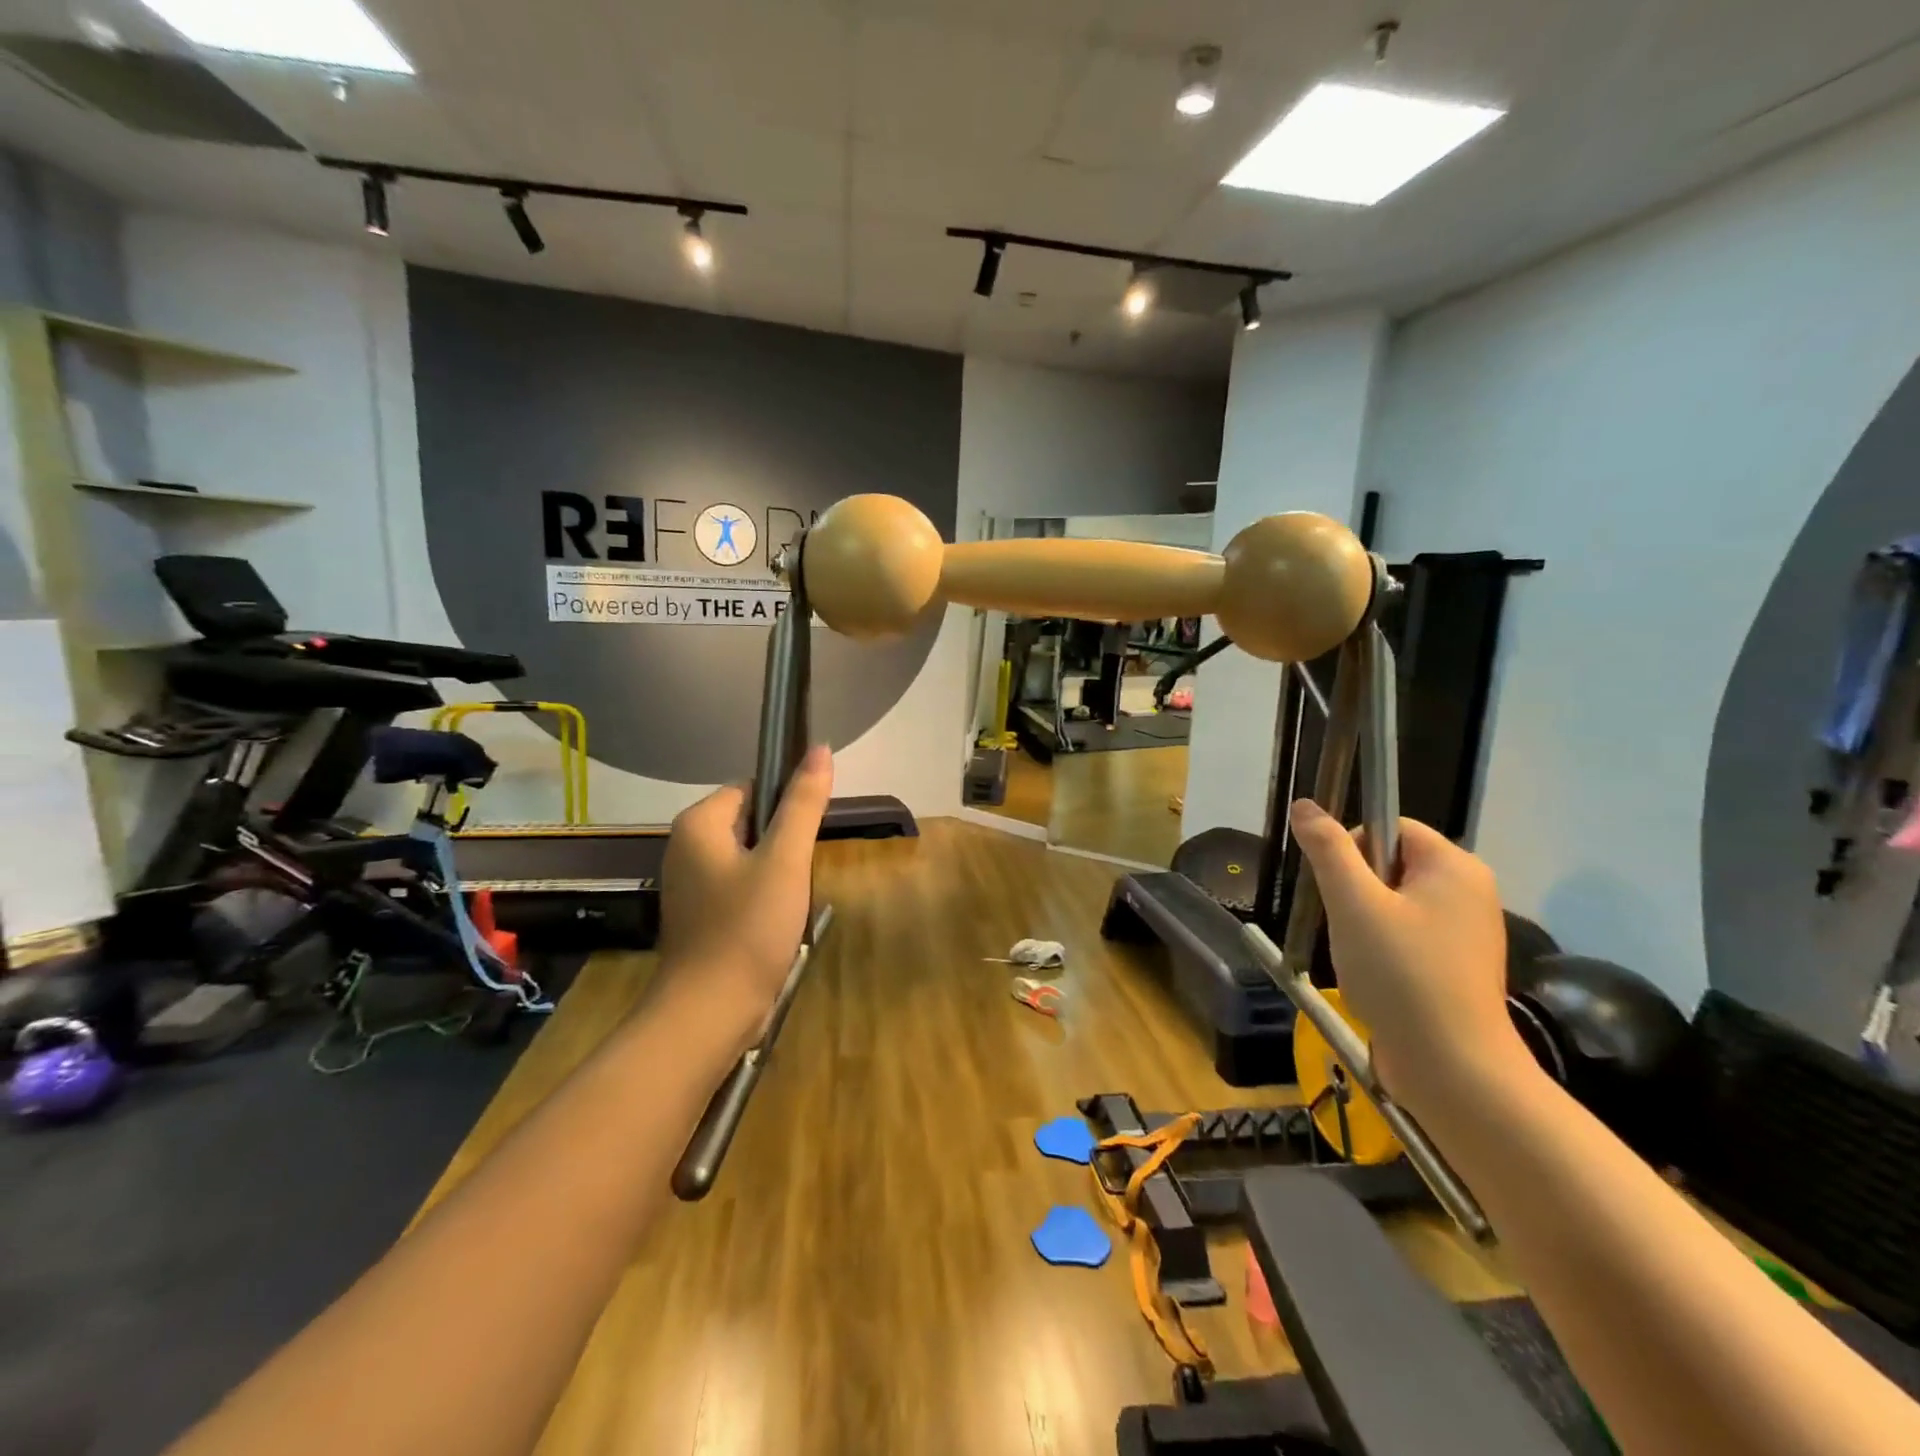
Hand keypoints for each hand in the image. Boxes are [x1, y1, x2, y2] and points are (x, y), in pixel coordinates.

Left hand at [658, 746, 833, 1031]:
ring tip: (790, 902)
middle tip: (799, 875)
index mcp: (698, 824)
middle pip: (751, 822)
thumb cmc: (747, 928)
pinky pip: (739, 887)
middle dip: (783, 844)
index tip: (807, 838)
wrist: (709, 1013)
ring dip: (777, 873)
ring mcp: (689, 884)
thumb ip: (803, 803)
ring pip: (749, 858)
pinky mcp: (699, 915)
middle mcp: (685, 847)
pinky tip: (776, 923)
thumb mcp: (785, 860)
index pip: (752, 788)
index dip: (786, 806)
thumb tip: (820, 748)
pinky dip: (761, 898)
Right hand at [1288, 799, 1531, 1110]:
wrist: (1453, 1069)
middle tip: (1347, 926)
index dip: (1352, 849)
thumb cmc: (1401, 974)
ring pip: (1394, 902)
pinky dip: (1383, 948)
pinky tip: (1376, 977)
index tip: (1338, 889)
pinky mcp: (1458, 965)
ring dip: (1364, 922)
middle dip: (1356, 890)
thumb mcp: (1353, 903)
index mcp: (1455, 866)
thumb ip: (1328, 849)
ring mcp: (1467, 931)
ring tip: (1361, 957)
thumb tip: (1306, 804)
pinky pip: (1408, 934)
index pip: (1390, 827)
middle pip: (1391, 864)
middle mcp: (1469, 891)